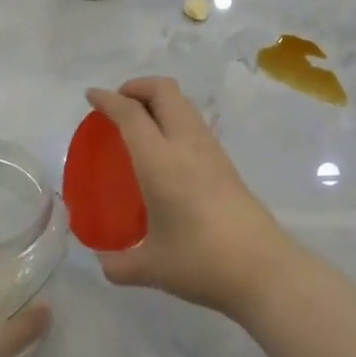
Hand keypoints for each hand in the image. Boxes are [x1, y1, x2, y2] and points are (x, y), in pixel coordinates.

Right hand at [85, 77, 295, 317]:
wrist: (263, 269)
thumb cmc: (201, 262)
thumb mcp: (151, 268)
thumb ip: (119, 265)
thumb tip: (104, 263)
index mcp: (161, 162)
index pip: (131, 115)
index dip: (109, 99)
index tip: (92, 96)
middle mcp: (187, 146)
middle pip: (165, 91)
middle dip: (138, 87)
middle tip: (118, 105)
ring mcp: (212, 152)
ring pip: (184, 105)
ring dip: (160, 102)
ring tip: (141, 125)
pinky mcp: (227, 164)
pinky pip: (195, 125)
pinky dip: (175, 121)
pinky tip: (166, 152)